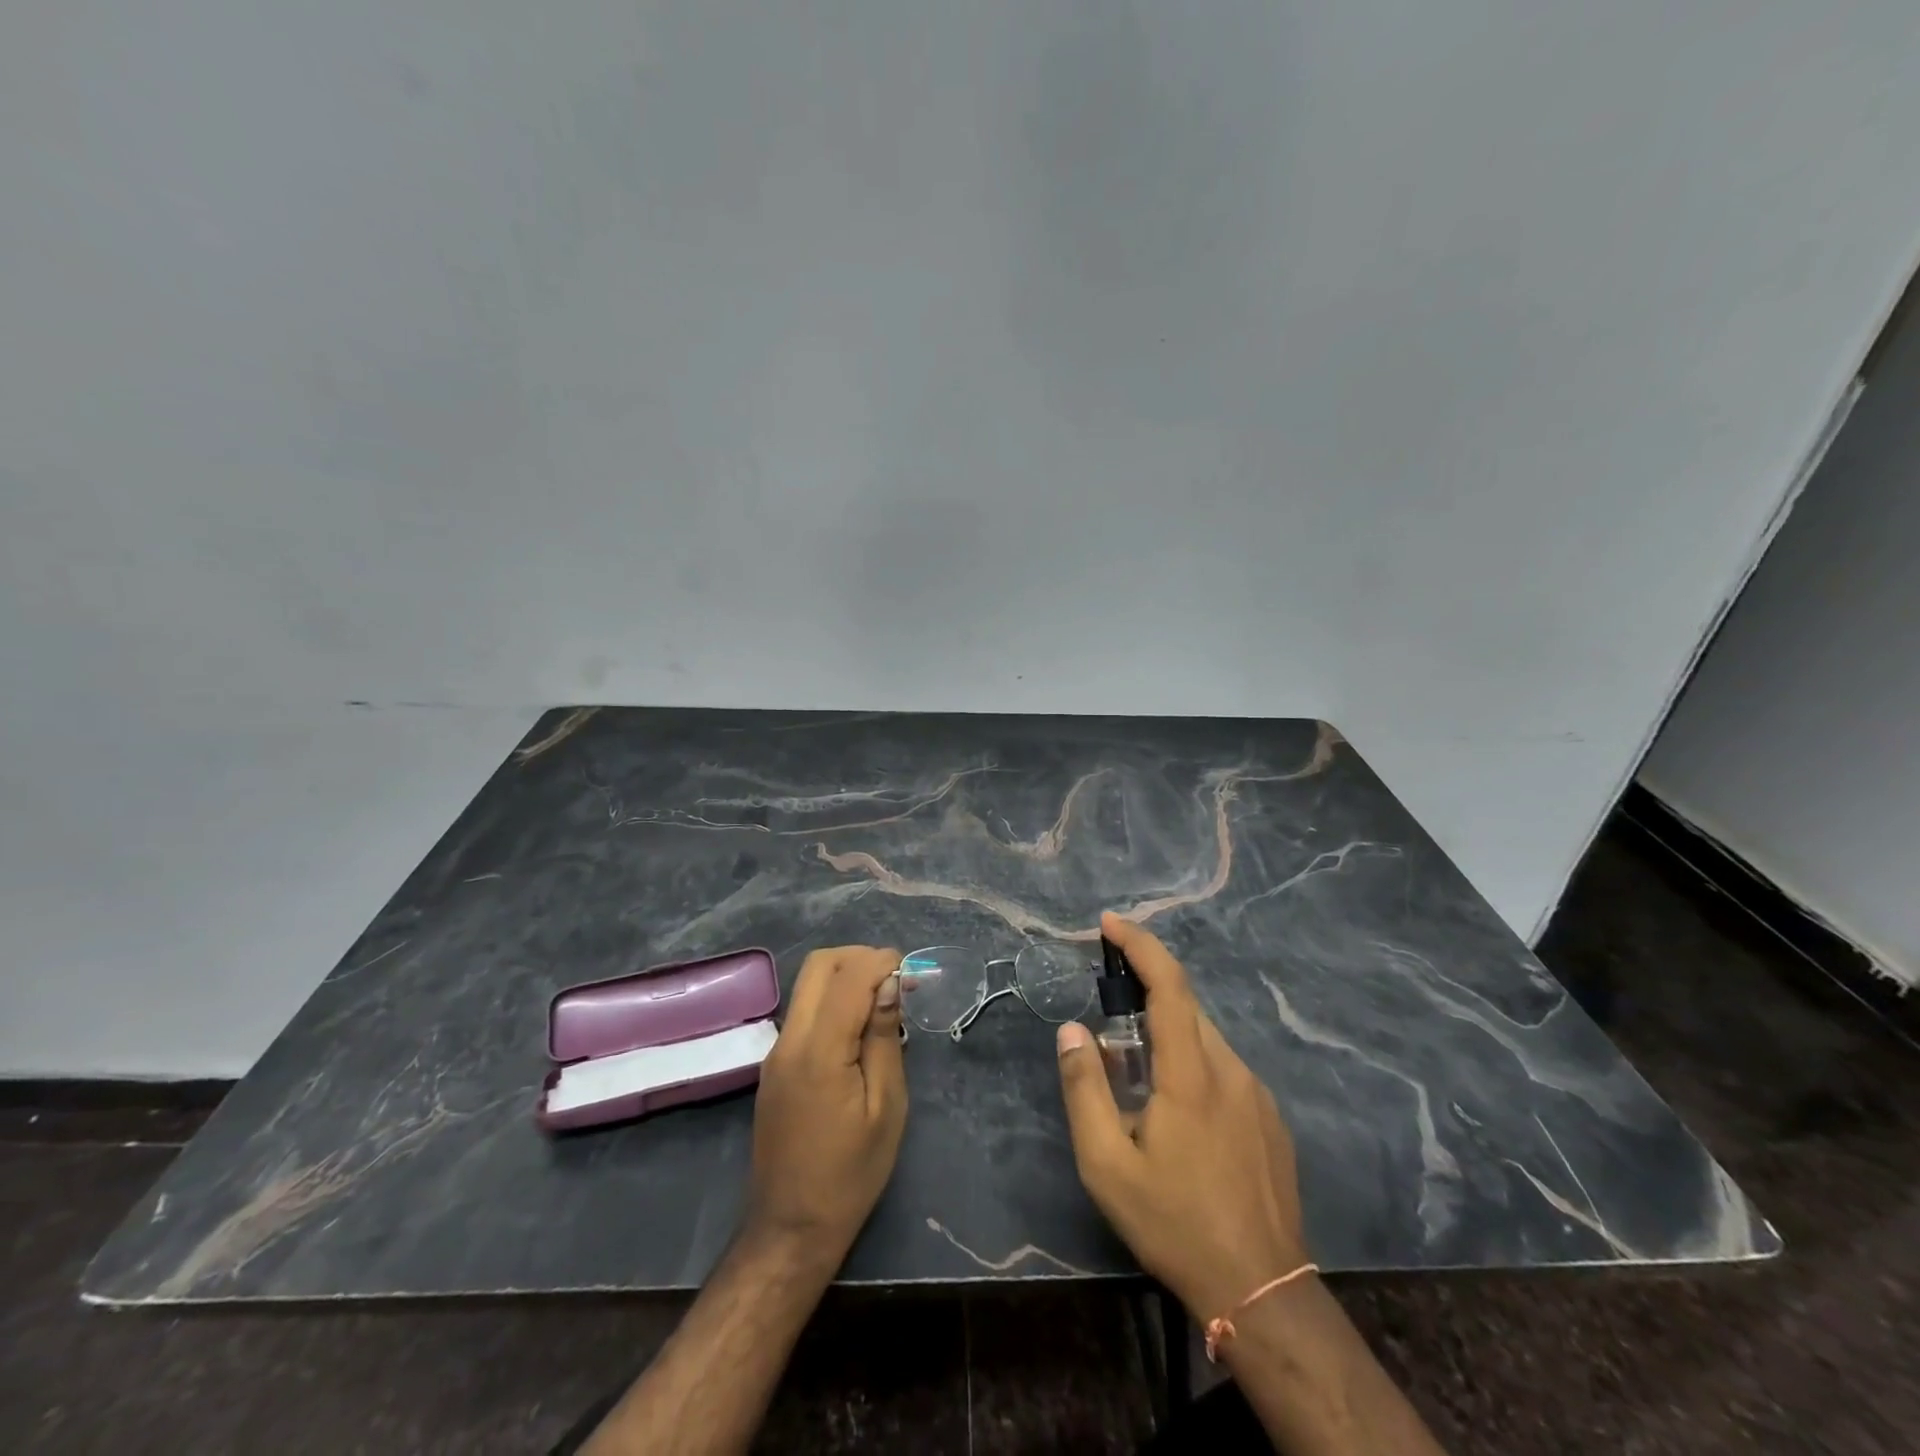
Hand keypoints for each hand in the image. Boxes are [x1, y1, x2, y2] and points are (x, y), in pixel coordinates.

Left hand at [748, 945, 906, 1257]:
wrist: (790, 1229)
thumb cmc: (850, 1174)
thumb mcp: (885, 1108)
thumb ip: (883, 1038)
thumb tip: (889, 984)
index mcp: (819, 1051)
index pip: (849, 977)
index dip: (882, 962)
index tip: (912, 973)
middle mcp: (790, 1040)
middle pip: (819, 965)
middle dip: (860, 958)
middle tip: (895, 980)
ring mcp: (776, 1052)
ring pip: (808, 985)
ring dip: (846, 977)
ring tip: (883, 1004)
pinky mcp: (774, 1066)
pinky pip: (804, 1011)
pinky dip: (833, 1001)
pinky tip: (859, 1031)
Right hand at [1057, 913, 1308, 1320]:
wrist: (1263, 1291)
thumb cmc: (1175, 1224)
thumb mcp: (1108, 1165)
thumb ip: (1084, 1089)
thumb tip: (1072, 1030)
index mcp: (1191, 1074)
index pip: (1169, 985)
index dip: (1140, 945)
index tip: (1110, 923)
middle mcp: (1231, 1070)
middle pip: (1187, 1008)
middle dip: (1146, 994)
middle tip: (1109, 1014)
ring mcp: (1258, 1094)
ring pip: (1207, 1039)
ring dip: (1169, 1035)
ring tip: (1137, 1079)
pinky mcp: (1271, 1119)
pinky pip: (1225, 1069)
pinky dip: (1193, 1063)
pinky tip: (1179, 1114)